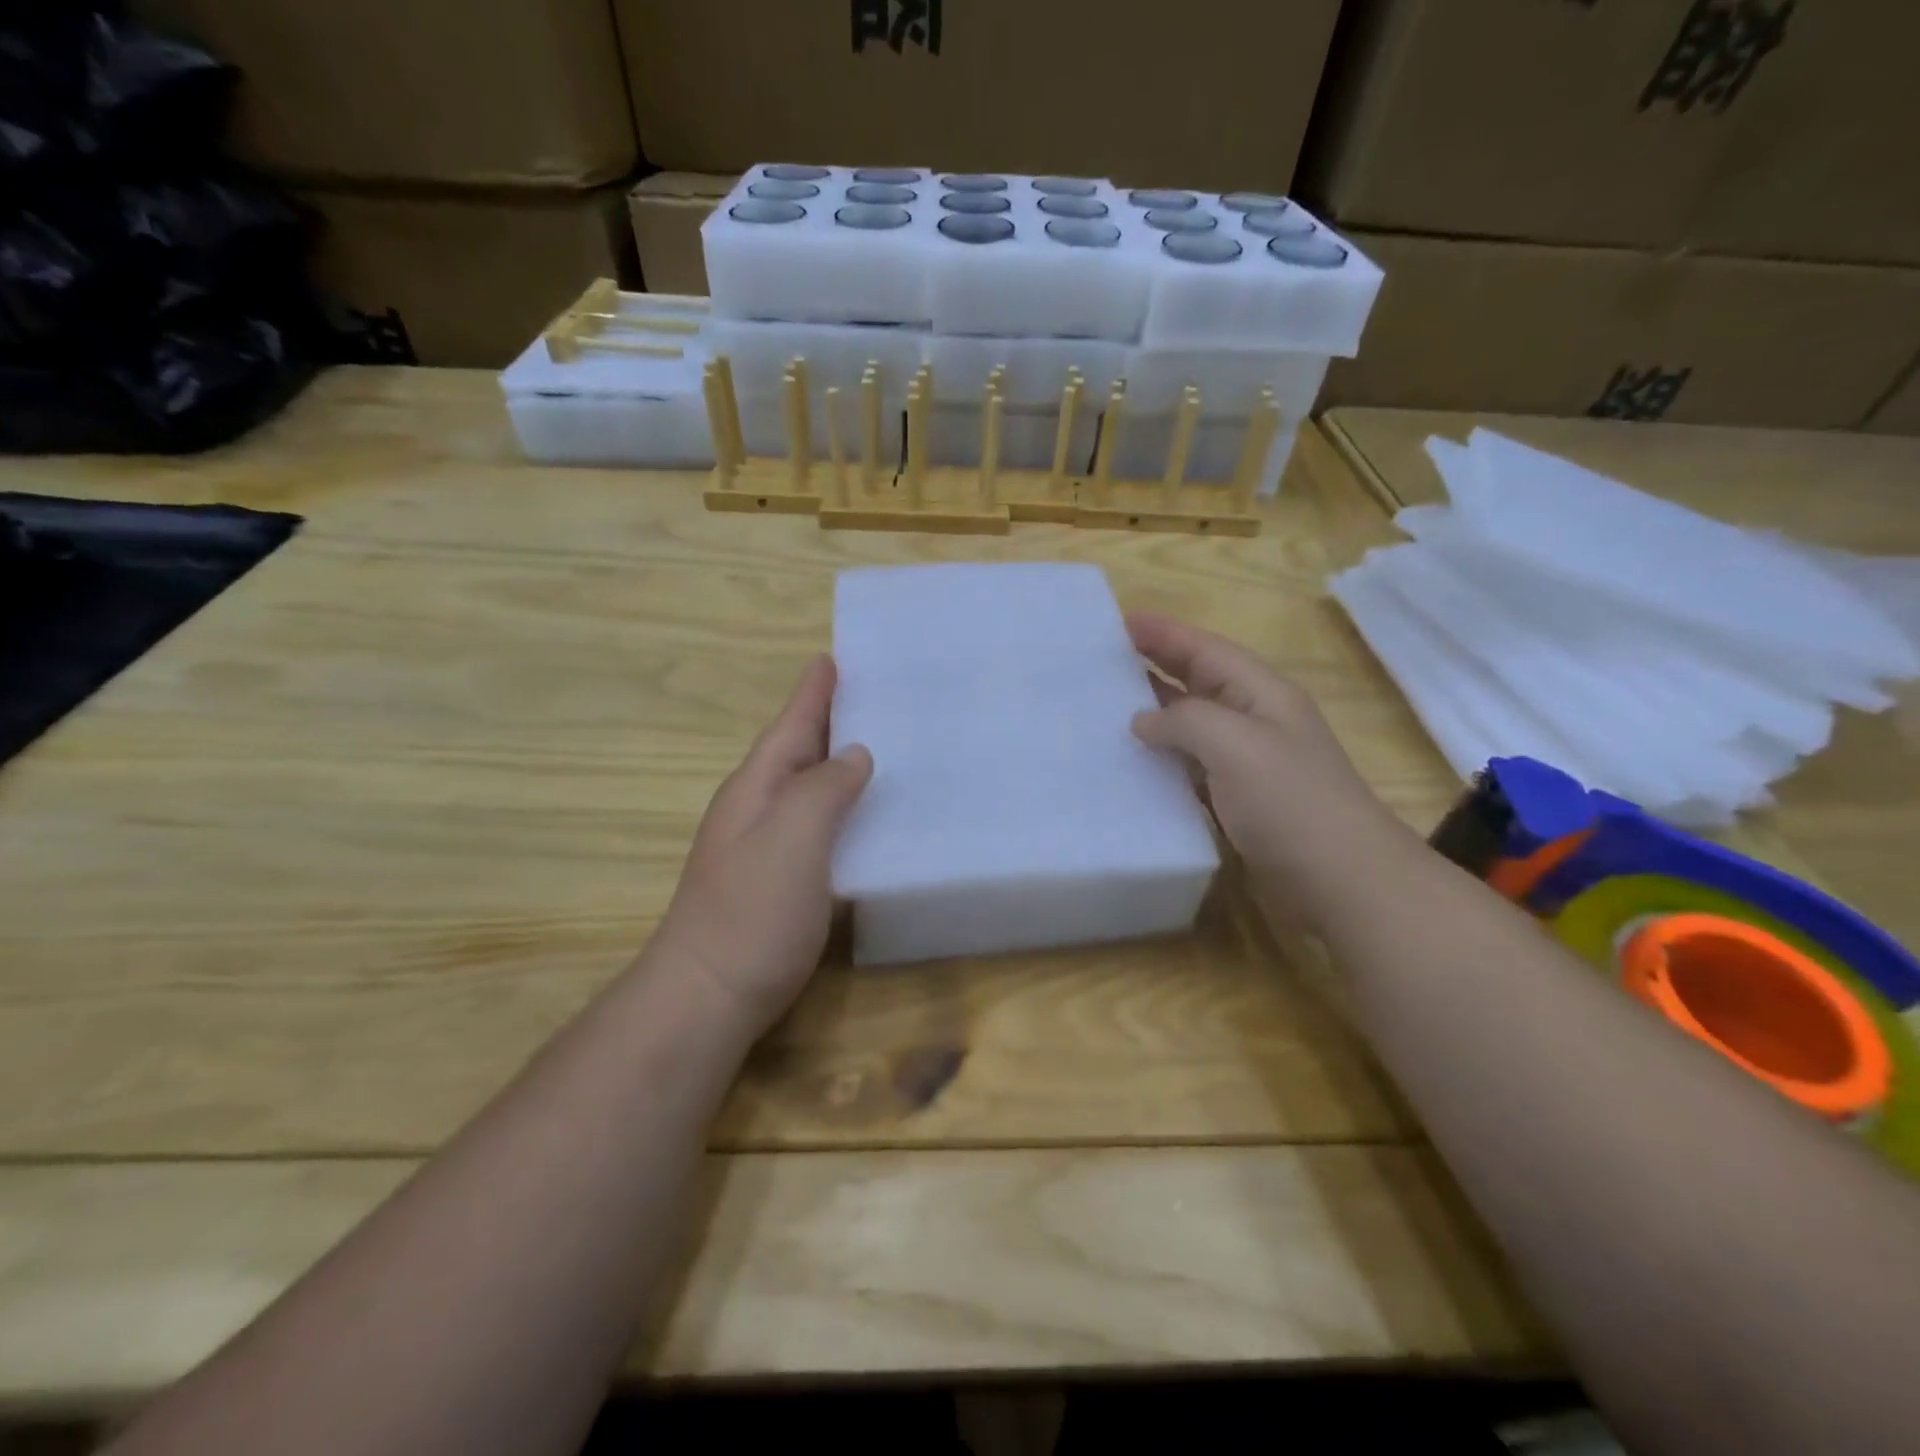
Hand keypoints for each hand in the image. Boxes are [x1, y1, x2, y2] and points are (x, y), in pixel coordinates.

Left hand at [655, 656, 871, 1037]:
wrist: (710, 994)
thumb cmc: (752, 910)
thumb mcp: (793, 837)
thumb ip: (825, 788)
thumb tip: (855, 754)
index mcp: (757, 787)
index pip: (791, 725)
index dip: (812, 692)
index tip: (831, 657)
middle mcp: (758, 808)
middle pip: (798, 751)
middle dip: (829, 720)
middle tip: (874, 696)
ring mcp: (766, 846)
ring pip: (809, 787)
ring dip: (838, 763)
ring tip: (881, 745)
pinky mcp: (782, 881)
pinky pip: (819, 826)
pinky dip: (844, 809)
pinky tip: (869, 817)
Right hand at [1127, 612, 1403, 932]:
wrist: (1341, 880)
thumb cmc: (1291, 802)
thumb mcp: (1236, 744)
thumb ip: (1184, 720)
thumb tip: (1143, 722)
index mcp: (1261, 694)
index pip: (1205, 650)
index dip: (1164, 633)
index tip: (1119, 620)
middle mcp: (1253, 721)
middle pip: (1197, 681)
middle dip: (1154, 664)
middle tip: (1103, 659)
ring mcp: (1246, 763)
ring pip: (1190, 725)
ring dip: (1152, 713)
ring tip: (1105, 706)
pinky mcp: (1236, 801)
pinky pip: (1188, 767)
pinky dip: (1160, 759)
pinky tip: (1131, 763)